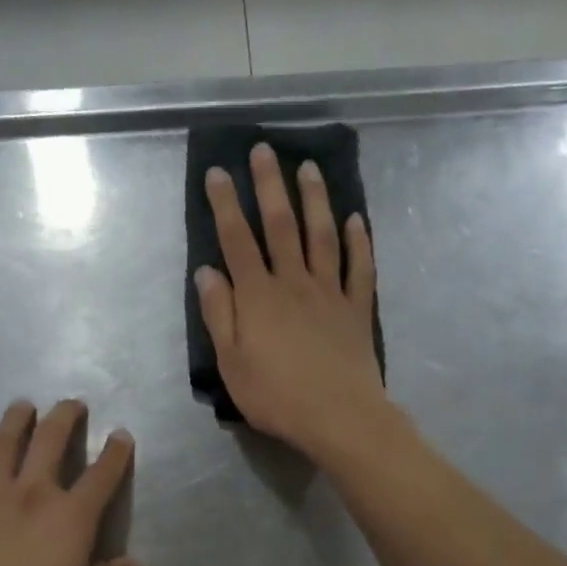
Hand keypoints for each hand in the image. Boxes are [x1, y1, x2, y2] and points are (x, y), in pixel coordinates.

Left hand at [0, 399, 141, 565]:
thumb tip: (135, 565)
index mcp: (71, 516)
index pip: (103, 473)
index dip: (116, 451)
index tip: (122, 434)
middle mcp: (31, 496)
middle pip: (49, 441)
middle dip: (64, 416)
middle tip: (71, 403)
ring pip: (0, 447)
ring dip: (13, 423)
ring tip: (21, 407)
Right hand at [194, 143, 392, 461]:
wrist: (339, 416)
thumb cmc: (276, 396)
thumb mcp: (231, 363)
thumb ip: (219, 315)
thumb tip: (207, 271)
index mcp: (258, 296)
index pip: (237, 240)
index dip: (225, 204)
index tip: (218, 171)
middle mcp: (294, 282)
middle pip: (280, 225)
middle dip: (269, 185)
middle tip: (264, 149)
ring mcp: (330, 292)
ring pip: (321, 235)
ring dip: (314, 199)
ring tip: (308, 168)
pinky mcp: (357, 309)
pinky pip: (359, 267)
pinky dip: (358, 241)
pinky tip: (355, 219)